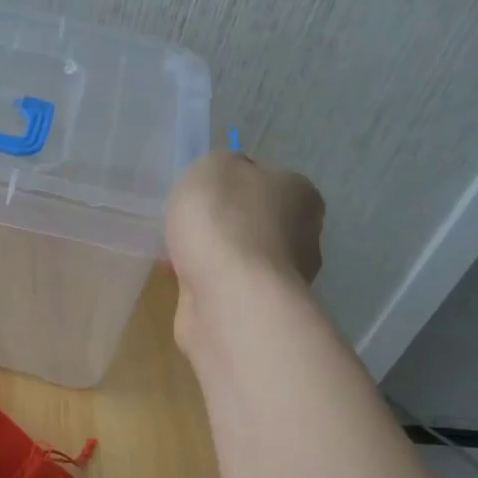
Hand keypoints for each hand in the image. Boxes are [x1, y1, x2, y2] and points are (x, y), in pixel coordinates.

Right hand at [165, 151, 323, 348]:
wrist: (228, 298)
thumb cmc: (224, 222)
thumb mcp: (212, 167)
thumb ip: (219, 166)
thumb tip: (226, 181)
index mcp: (301, 194)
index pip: (268, 181)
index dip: (232, 186)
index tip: (203, 196)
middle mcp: (303, 237)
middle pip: (254, 223)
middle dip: (221, 228)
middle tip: (187, 229)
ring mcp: (282, 281)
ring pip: (239, 260)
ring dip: (210, 260)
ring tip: (175, 260)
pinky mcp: (258, 312)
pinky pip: (226, 290)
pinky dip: (205, 287)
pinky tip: (182, 285)